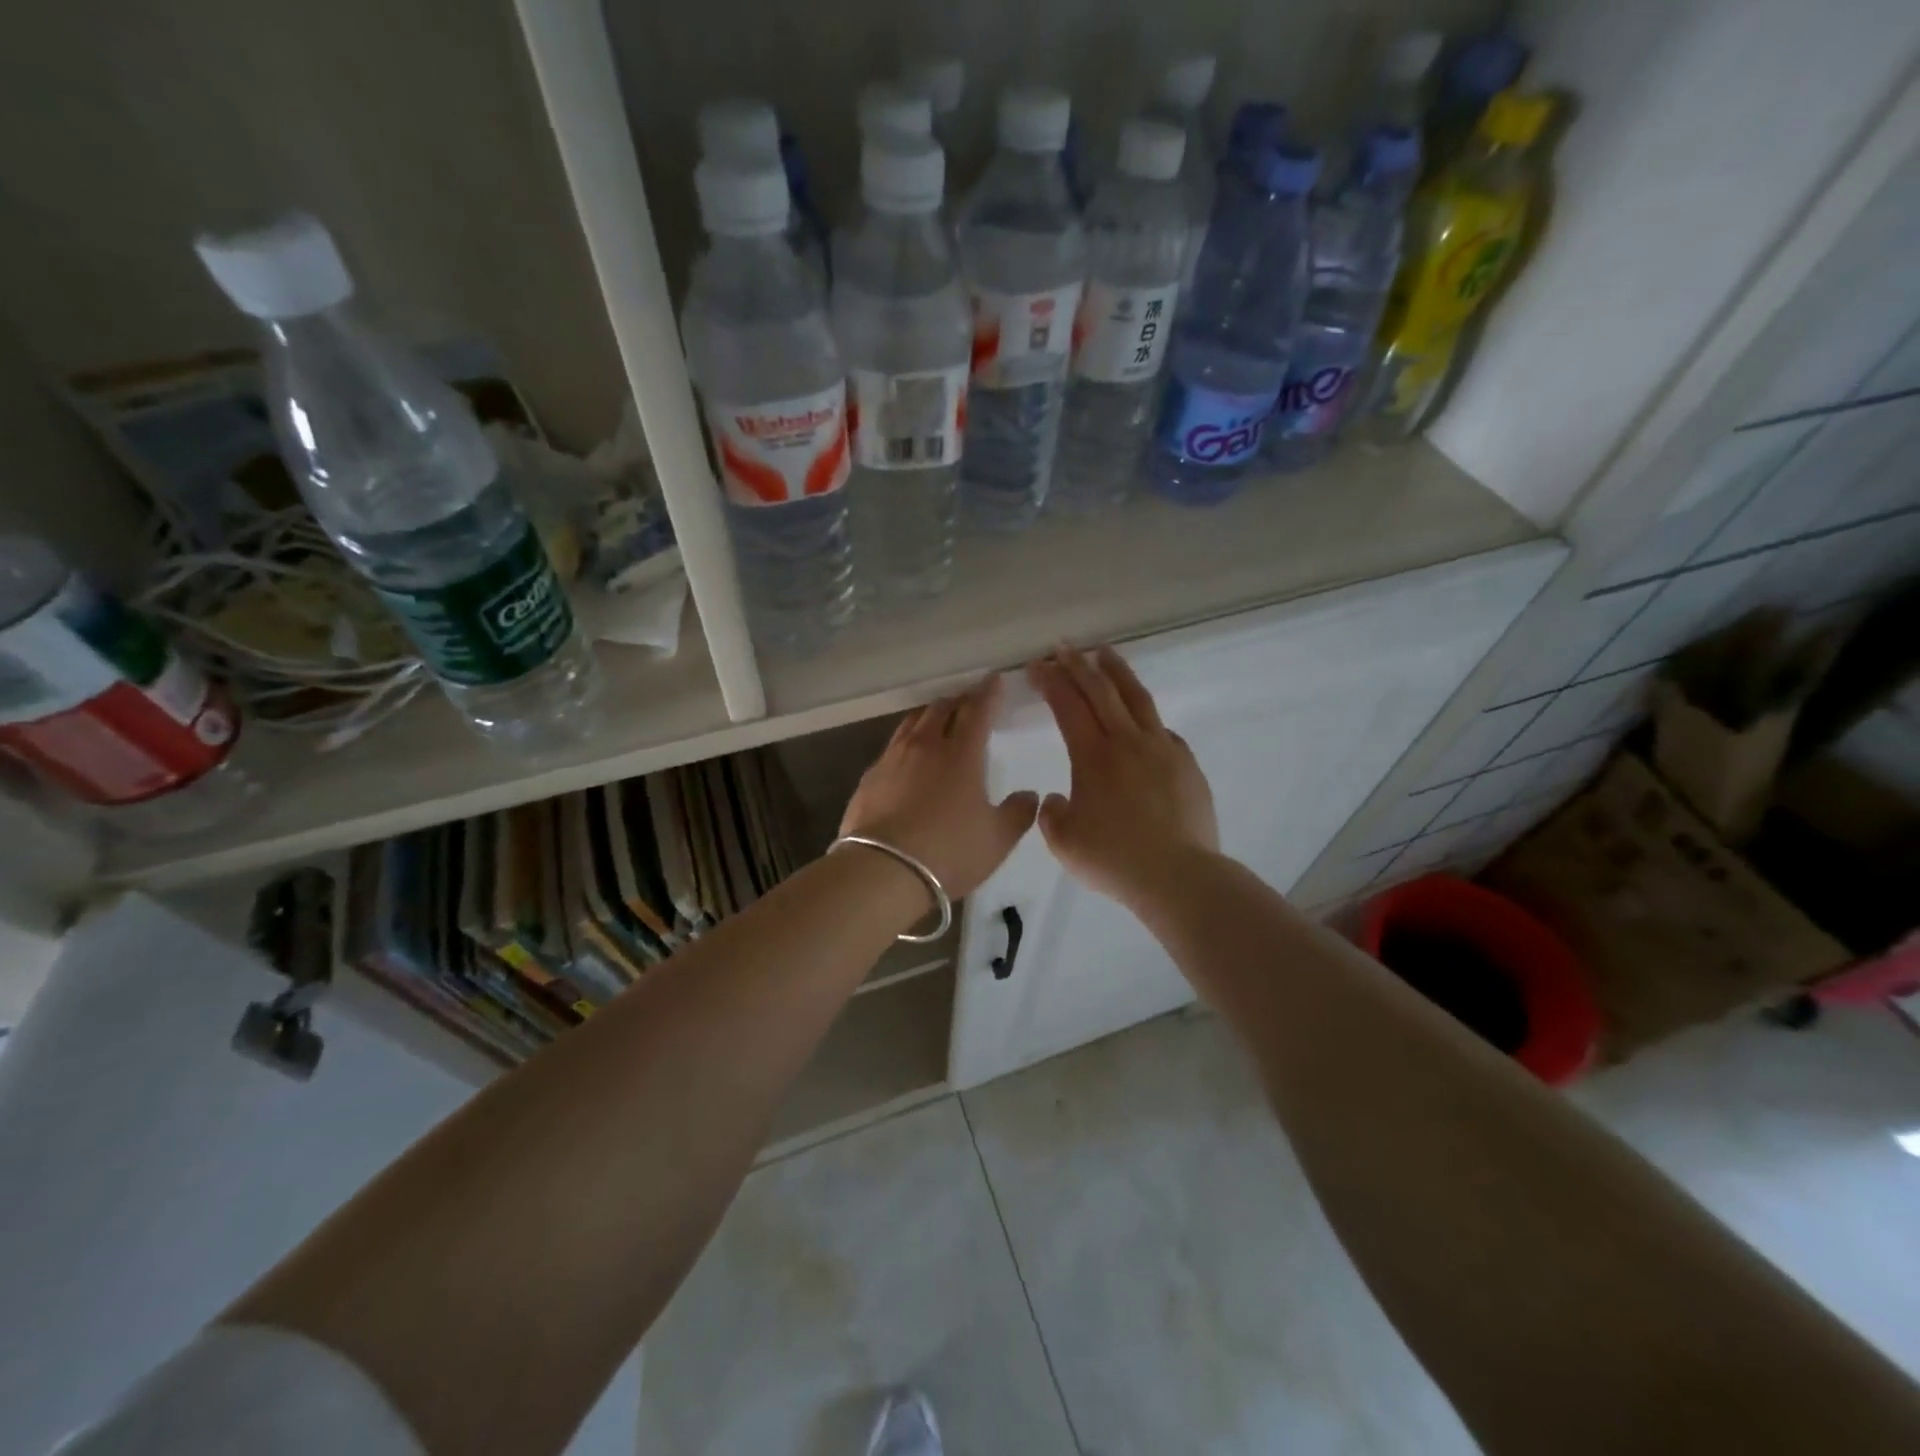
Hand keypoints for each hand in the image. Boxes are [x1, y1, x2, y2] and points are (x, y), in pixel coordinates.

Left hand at [839, 675, 1038, 901]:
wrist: (882, 871)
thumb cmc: (949, 852)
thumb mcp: (997, 839)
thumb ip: (1018, 813)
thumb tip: (1030, 794)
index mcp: (961, 754)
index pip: (977, 711)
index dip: (988, 693)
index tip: (993, 680)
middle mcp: (925, 746)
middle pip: (941, 709)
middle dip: (958, 701)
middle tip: (968, 703)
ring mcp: (892, 759)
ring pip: (912, 723)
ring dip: (929, 716)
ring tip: (937, 721)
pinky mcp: (869, 777)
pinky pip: (892, 747)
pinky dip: (906, 743)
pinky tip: (908, 758)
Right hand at [1026, 646, 1218, 909]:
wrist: (1178, 876)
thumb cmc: (1114, 859)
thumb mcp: (1064, 842)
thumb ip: (1052, 815)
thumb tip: (1059, 798)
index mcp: (1093, 756)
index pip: (1068, 705)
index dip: (1051, 681)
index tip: (1038, 665)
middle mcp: (1127, 742)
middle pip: (1101, 690)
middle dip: (1078, 665)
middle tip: (1064, 647)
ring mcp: (1162, 749)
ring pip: (1137, 698)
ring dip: (1117, 672)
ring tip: (1105, 654)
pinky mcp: (1186, 764)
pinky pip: (1162, 730)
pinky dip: (1145, 717)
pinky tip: (1142, 721)